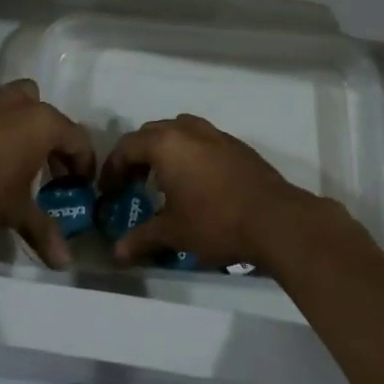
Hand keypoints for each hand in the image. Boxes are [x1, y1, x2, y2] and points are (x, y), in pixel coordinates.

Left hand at [0, 79, 94, 268]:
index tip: (79, 186)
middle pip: (50, 118)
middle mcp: (21, 101)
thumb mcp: (14, 212)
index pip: (78, 140)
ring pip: (19, 101)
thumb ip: (42, 231)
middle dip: (53, 143)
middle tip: (47, 173)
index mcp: (43, 123)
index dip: (83, 164)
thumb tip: (65, 262)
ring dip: (24, 122)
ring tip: (13, 152)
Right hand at [101, 114, 321, 268]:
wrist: (275, 219)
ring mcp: (216, 134)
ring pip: (180, 131)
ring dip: (165, 149)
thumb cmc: (215, 222)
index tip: (108, 190)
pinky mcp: (236, 145)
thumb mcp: (174, 233)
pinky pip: (202, 140)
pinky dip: (190, 153)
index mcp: (166, 144)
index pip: (127, 146)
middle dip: (137, 155)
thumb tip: (117, 253)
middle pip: (152, 133)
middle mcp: (188, 130)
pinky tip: (196, 182)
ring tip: (163, 179)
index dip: (113, 167)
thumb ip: (142, 238)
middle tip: (132, 183)